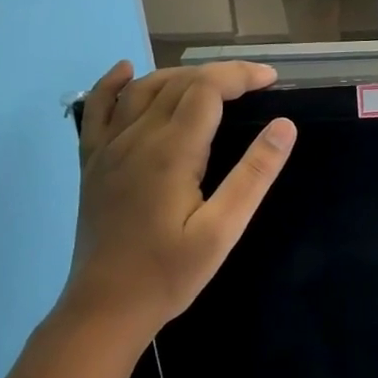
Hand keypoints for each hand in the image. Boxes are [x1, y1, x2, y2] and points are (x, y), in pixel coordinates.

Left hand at [60, 59, 295, 343]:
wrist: (106, 305)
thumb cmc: (170, 273)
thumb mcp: (223, 231)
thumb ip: (253, 175)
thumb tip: (284, 126)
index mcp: (170, 151)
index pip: (207, 89)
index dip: (240, 75)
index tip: (272, 80)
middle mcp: (136, 138)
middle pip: (178, 83)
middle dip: (218, 74)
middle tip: (254, 86)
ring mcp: (108, 148)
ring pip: (143, 89)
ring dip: (179, 76)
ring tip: (212, 83)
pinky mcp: (93, 162)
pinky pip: (98, 109)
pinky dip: (113, 84)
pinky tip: (126, 71)